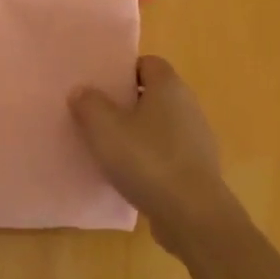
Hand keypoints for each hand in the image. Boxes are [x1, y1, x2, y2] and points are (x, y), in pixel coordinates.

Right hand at [70, 56, 232, 253]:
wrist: (192, 215)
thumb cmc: (147, 160)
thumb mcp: (104, 129)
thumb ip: (89, 104)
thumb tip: (82, 90)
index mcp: (169, 86)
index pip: (147, 63)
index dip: (123, 71)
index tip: (100, 87)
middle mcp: (188, 106)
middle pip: (154, 94)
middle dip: (126, 103)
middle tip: (97, 117)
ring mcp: (197, 139)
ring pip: (160, 126)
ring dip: (137, 133)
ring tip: (109, 149)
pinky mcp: (197, 169)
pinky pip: (167, 153)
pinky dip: (150, 159)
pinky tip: (130, 175)